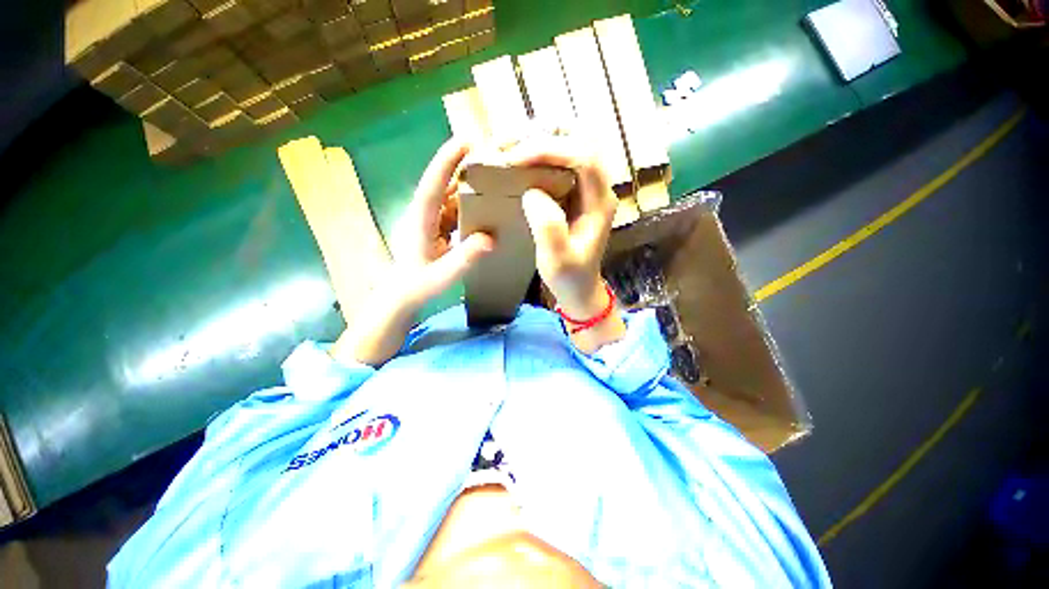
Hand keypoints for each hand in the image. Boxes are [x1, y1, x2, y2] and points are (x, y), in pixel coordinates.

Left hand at [331, 139, 493, 365]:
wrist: (402, 295)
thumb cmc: (418, 286)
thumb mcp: (443, 276)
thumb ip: (464, 258)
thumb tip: (490, 238)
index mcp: (420, 222)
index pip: (432, 186)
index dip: (446, 162)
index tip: (464, 142)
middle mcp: (423, 214)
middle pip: (441, 183)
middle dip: (461, 165)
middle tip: (488, 154)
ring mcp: (429, 219)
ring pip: (448, 195)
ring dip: (466, 183)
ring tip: (491, 174)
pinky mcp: (435, 225)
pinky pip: (453, 208)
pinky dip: (467, 202)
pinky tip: (483, 202)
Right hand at [504, 135, 617, 318]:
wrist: (580, 287)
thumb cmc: (570, 277)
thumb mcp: (557, 260)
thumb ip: (548, 228)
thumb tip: (532, 192)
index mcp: (600, 202)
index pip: (583, 156)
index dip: (548, 149)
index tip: (514, 160)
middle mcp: (598, 187)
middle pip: (579, 139)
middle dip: (543, 134)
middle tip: (509, 145)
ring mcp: (587, 188)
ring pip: (569, 144)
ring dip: (539, 139)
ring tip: (510, 148)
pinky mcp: (574, 192)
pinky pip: (559, 160)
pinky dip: (537, 152)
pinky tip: (518, 160)